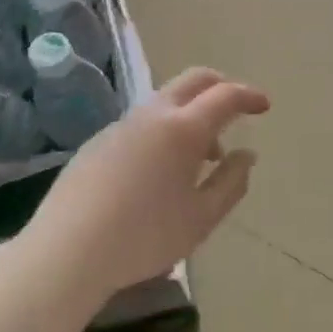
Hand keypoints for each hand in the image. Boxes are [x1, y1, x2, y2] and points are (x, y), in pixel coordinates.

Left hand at [19, 67, 268, 304]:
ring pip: (166, 100)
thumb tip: (245, 155)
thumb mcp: (202, 218)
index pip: (225, 95)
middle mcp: (152, 115)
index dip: (249, 96)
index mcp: (183, 129)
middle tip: (237, 108)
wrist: (67, 251)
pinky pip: (143, 122)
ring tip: (202, 155)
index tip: (264, 106)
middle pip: (193, 80)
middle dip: (221, 86)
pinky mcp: (98, 142)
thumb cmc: (145, 237)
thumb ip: (232, 182)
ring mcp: (121, 125)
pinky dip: (165, 128)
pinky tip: (161, 169)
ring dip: (192, 112)